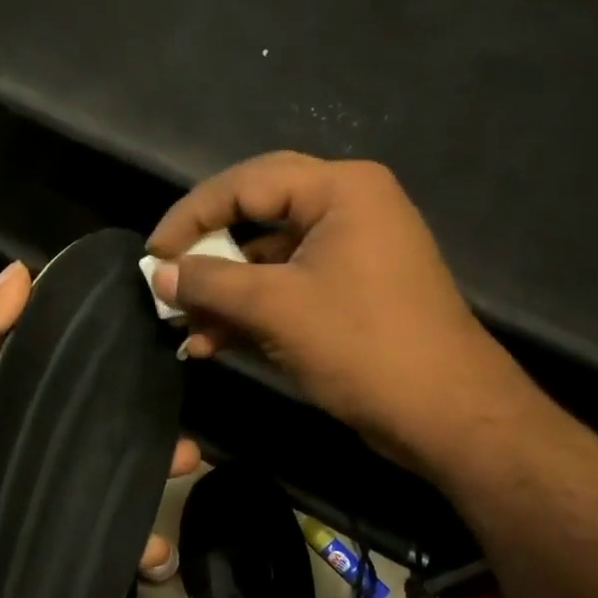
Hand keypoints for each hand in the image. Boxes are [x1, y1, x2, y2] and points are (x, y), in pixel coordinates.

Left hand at [0, 261, 199, 597]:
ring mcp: (38, 502)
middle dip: (146, 433)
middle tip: (187, 434)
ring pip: (107, 489)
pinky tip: (158, 550)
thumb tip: (21, 270)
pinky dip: (129, 549)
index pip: (66, 378)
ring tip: (185, 475)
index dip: (108, 365)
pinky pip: (95, 545)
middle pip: (98, 436)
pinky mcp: (44, 548)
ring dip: (148, 486)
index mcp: (4, 403)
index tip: (158, 348)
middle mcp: (27, 450)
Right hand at [147, 153, 533, 473]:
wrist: (445, 415)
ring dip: (224, 291)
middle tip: (166, 274)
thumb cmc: (362, 346)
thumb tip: (159, 274)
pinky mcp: (349, 291)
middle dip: (207, 252)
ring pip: (268, 258)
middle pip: (255, 215)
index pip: (246, 183)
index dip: (191, 216)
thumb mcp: (275, 309)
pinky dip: (250, 311)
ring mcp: (351, 251)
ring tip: (183, 325)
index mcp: (340, 190)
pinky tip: (212, 343)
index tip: (152, 253)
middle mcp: (347, 208)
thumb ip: (210, 284)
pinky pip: (287, 287)